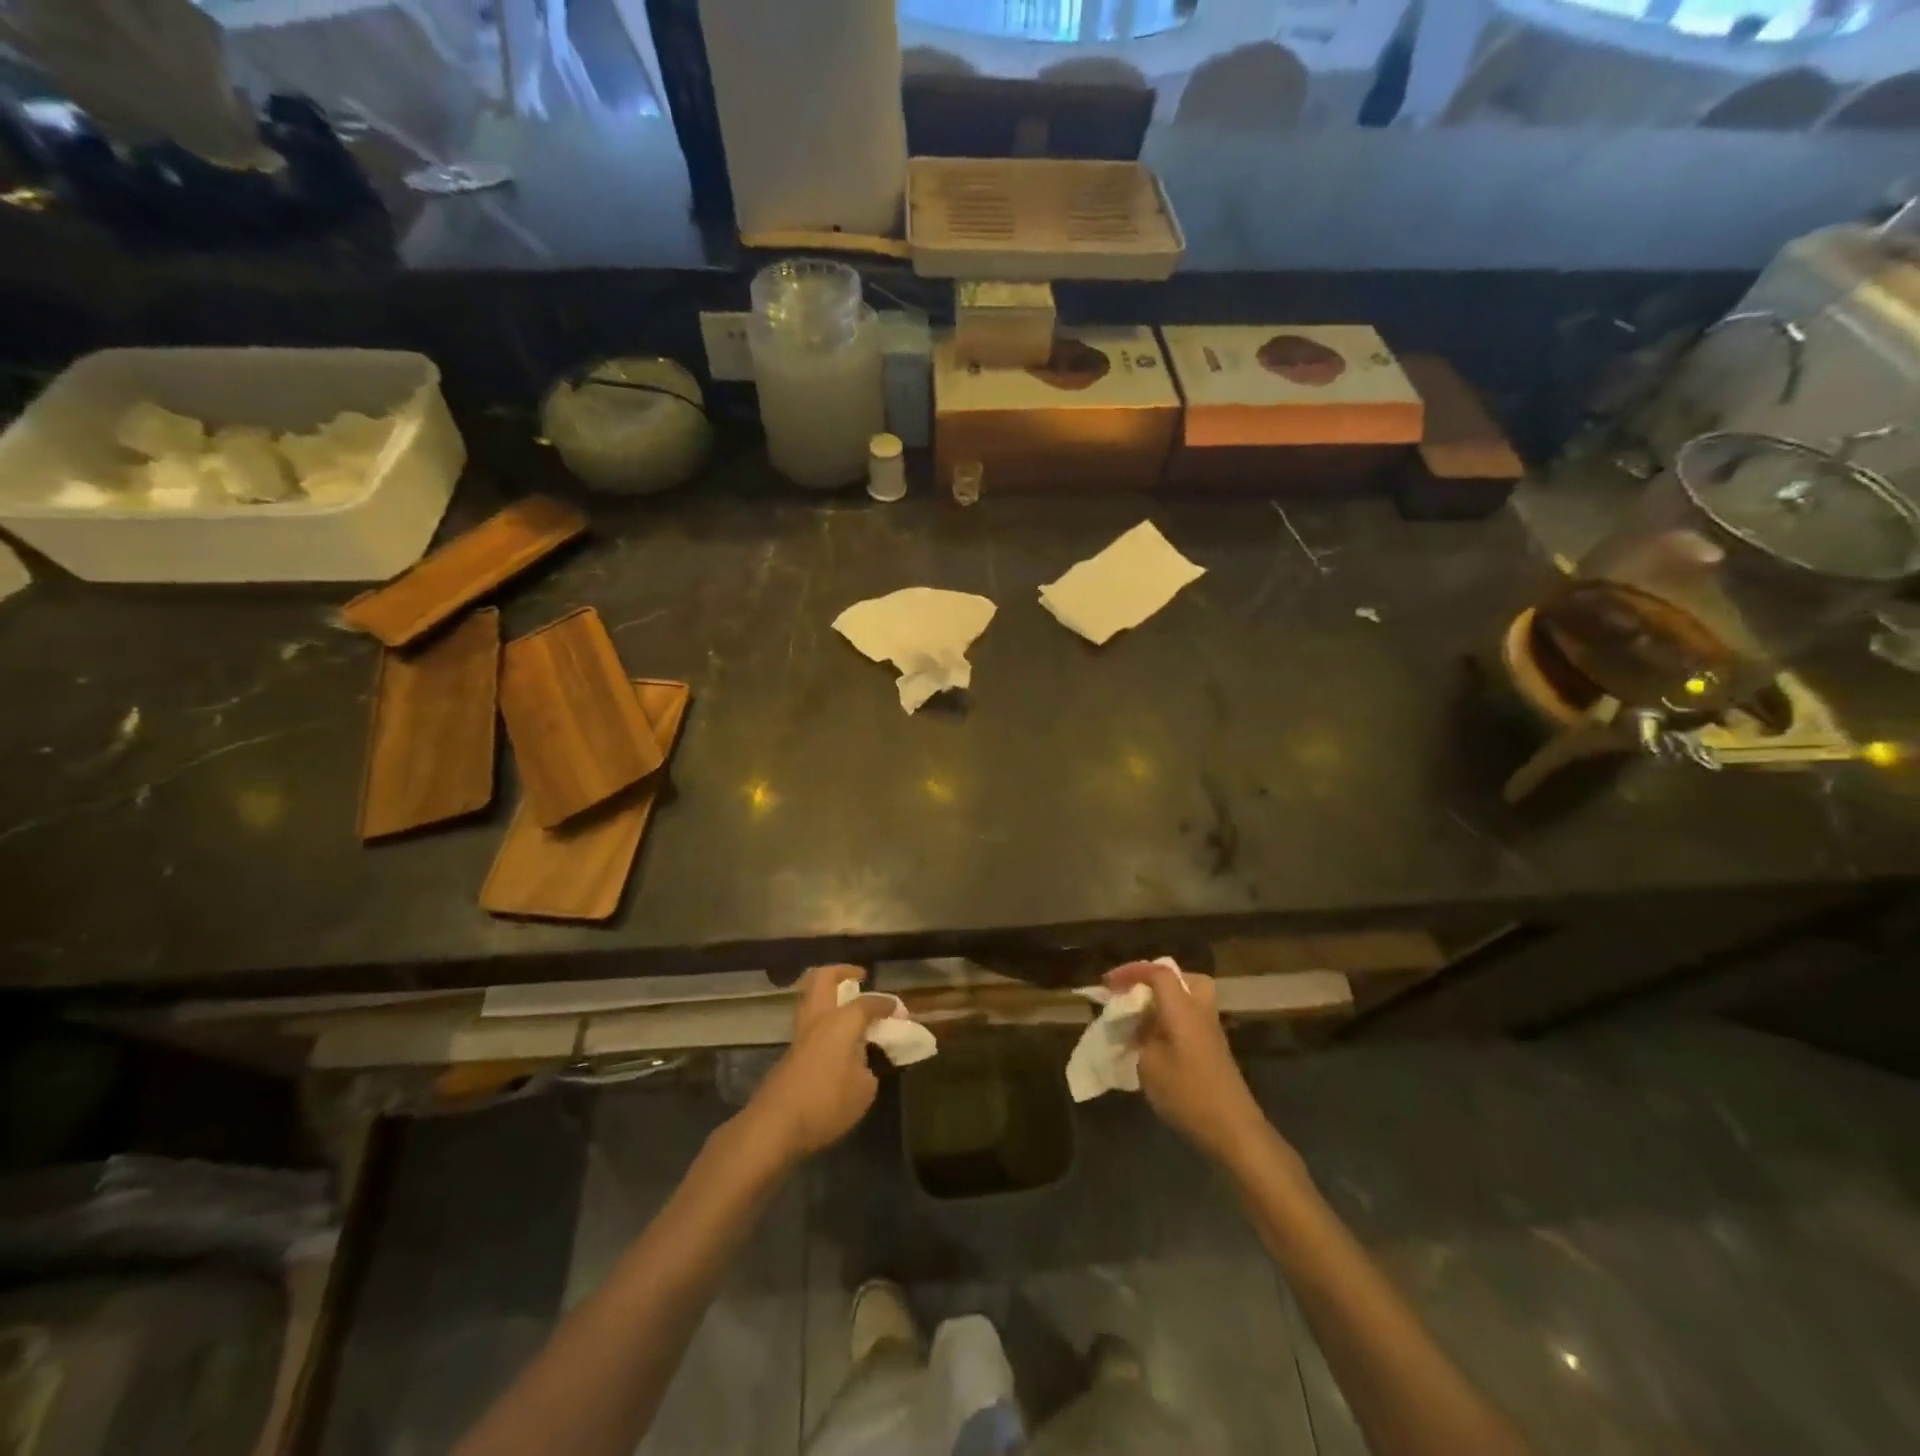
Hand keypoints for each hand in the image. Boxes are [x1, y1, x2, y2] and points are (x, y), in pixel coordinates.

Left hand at [740, 965, 892, 1164]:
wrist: (775, 1126)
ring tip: (848, 1005)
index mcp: (841, 1021)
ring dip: (828, 993)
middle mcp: (818, 1019)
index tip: (899, 1009)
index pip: (868, 1003)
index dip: (886, 1004)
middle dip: (842, 971)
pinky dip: (823, 1019)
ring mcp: (799, 1034)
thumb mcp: (863, 1090)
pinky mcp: (789, 1053)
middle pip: (823, 977)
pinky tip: (836, 1038)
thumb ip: (867, 1068)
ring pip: (810, 996)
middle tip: (859, 978)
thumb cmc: (826, 1103)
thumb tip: (862, 1063)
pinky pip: (808, 1021)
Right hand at [1105, 962, 1272, 1168]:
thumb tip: (1136, 1024)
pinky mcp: (1214, 1051)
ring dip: (1165, 1002)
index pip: (1159, 973)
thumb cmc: (1188, 1093)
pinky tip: (1156, 1043)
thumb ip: (1139, 1036)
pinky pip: (1191, 1020)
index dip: (1132, 971)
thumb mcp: (1150, 1065)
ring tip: (1141, 1020)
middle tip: (1136, 994)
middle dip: (1157, 980)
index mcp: (1183, 1008)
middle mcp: (1200, 1012)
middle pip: (1185, 979)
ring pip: (1190, 1000)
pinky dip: (1173, 1021)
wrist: (1233, 1130)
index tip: (1109, 984)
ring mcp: (1211, 1032)